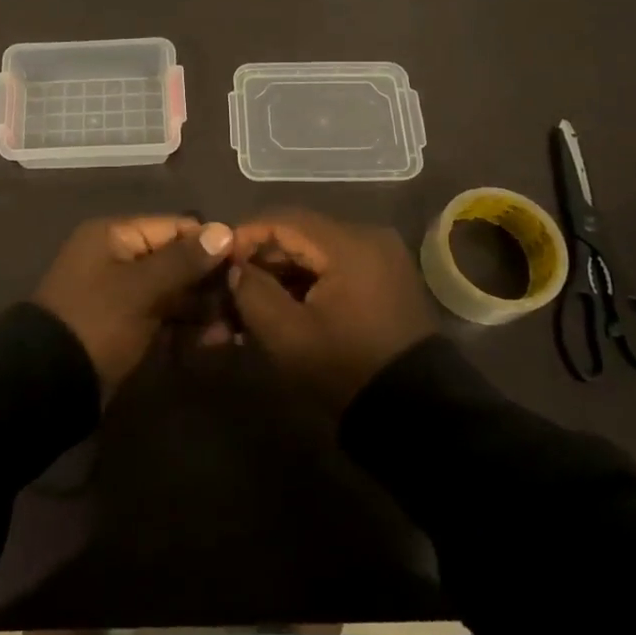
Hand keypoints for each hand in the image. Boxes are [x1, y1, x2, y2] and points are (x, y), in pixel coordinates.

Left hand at [35, 216, 233, 398]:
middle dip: (210, 280)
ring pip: (173, 291)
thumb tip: (224, 230)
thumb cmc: (96, 320)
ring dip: (204, 307)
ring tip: (236, 327)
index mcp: (114, 236)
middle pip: (175, 259)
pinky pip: (164, 317)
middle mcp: (119, 258)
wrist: (49, 382)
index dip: (210, 242)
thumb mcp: (141, 288)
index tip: (246, 261)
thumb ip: (184, 260)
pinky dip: (188, 327)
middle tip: (245, 301)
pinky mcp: (127, 326)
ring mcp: (123, 294)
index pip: (173, 227)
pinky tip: (216, 341)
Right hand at [229, 210, 439, 411]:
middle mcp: (369, 237)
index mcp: (348, 244)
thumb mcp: (287, 334)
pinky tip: (284, 306)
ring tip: (252, 300)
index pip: (283, 220)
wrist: (417, 414)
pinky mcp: (386, 280)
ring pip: (316, 252)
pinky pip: (336, 267)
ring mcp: (382, 258)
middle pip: (300, 234)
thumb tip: (235, 268)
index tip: (218, 260)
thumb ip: (252, 292)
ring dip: (283, 272)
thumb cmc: (346, 367)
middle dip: (263, 258)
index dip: (246, 236)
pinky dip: (308, 282)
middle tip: (231, 284)